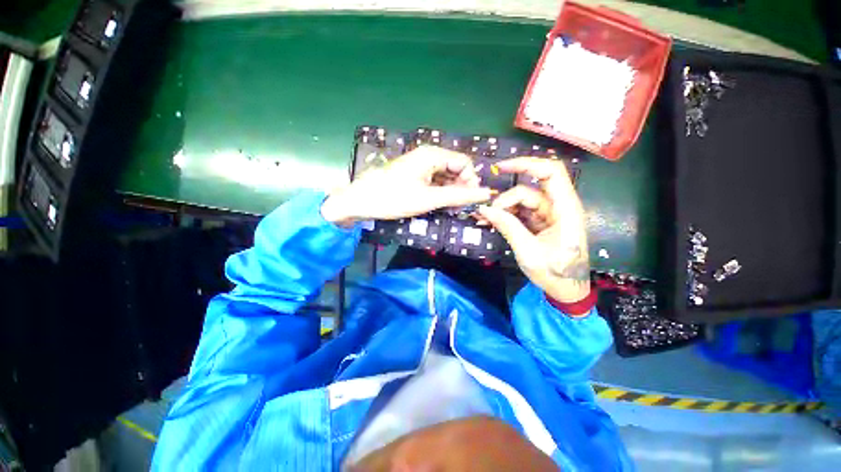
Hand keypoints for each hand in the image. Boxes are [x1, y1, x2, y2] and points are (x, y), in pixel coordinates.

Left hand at [322, 146, 492, 225]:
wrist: (361, 201)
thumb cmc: (394, 198)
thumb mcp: (428, 199)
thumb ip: (458, 196)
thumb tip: (486, 193)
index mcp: (433, 155)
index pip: (465, 163)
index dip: (471, 181)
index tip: (469, 200)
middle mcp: (429, 156)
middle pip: (456, 169)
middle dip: (461, 187)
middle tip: (458, 207)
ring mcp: (421, 166)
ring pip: (446, 176)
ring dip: (451, 191)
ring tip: (449, 208)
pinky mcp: (415, 175)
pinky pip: (435, 181)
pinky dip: (440, 192)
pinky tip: (439, 204)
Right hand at [477, 157, 589, 302]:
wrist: (567, 292)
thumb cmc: (555, 273)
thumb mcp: (528, 251)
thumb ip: (508, 227)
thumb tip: (485, 209)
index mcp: (566, 209)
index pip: (551, 172)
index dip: (526, 164)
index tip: (501, 168)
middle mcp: (559, 207)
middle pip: (530, 188)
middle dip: (507, 197)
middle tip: (488, 213)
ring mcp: (549, 215)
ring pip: (522, 200)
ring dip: (503, 208)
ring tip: (485, 219)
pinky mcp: (540, 222)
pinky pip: (521, 212)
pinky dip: (506, 215)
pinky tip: (491, 221)